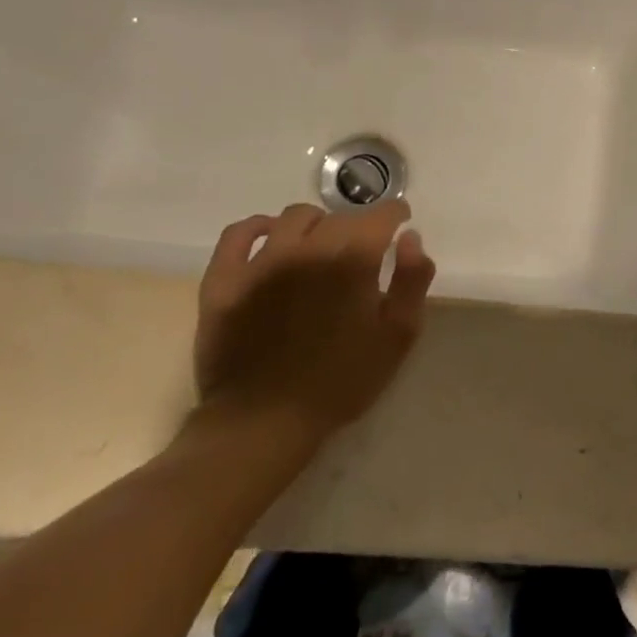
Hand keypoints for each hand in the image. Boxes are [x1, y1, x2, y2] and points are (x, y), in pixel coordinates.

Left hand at [191, 200, 435, 451]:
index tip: (399, 223)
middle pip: (339, 217)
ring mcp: (260, 262)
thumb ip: (412, 280)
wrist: (265, 421)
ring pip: (293, 218)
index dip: (394, 214)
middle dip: (358, 225)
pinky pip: (238, 233)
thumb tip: (410, 238)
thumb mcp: (398, 335)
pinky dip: (258, 226)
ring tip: (320, 244)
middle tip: (362, 247)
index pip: (379, 216)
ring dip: (316, 224)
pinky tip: (269, 236)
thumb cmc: (342, 380)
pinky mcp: (224, 279)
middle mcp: (307, 249)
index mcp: (352, 260)